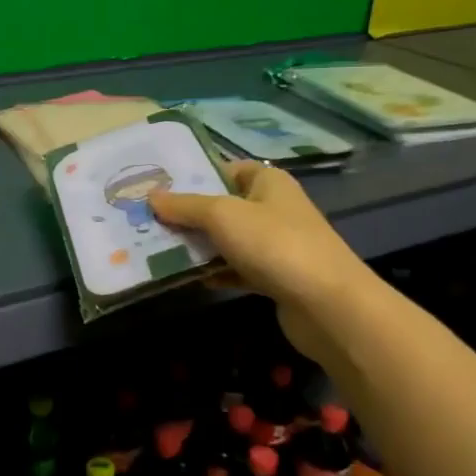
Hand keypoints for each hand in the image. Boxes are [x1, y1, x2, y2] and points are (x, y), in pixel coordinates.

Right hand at [149, 161, 364, 363]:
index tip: (159, 186)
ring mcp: (276, 245)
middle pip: (223, 206)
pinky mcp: (275, 278)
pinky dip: (216, 272)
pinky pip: (237, 268)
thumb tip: (152, 196)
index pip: (226, 169)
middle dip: (188, 214)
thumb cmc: (274, 245)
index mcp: (268, 182)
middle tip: (148, 219)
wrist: (327, 306)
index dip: (195, 175)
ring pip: (228, 239)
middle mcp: (274, 208)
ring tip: (157, 248)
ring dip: (198, 245)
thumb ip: (185, 206)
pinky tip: (190, 278)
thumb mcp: (223, 216)